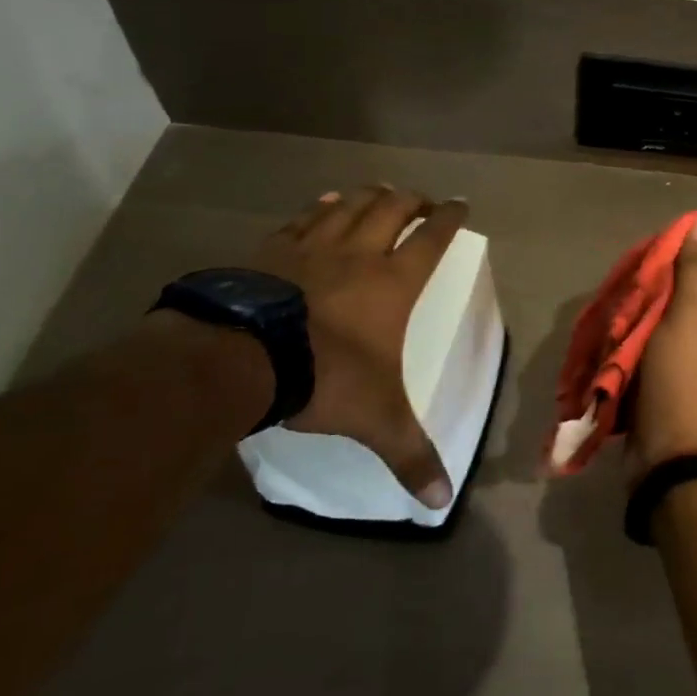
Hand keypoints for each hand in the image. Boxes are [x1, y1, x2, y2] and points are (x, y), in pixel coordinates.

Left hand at [250, 185, 466, 507]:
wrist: (237, 358)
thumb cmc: (323, 377)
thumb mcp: (376, 420)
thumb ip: (410, 455)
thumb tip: (440, 503)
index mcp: (393, 283)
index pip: (432, 239)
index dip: (449, 218)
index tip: (460, 204)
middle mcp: (359, 254)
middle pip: (393, 209)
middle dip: (412, 200)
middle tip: (422, 199)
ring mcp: (311, 247)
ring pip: (348, 205)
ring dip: (368, 196)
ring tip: (379, 192)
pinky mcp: (268, 250)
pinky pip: (302, 219)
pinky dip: (319, 208)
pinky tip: (322, 204)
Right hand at [631, 215, 696, 477]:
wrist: (671, 459)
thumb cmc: (688, 379)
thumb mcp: (694, 316)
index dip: (682, 260)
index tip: (650, 259)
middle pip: (684, 298)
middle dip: (653, 294)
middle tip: (624, 290)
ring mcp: (695, 365)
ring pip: (662, 325)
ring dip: (637, 320)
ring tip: (612, 314)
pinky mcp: (669, 385)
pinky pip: (649, 353)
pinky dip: (630, 346)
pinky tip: (610, 340)